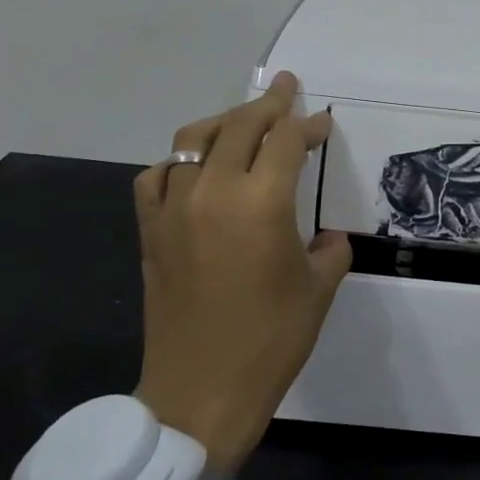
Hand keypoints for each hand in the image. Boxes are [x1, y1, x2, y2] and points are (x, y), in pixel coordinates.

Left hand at [131, 73, 351, 471]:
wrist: (201, 390)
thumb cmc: (272, 339)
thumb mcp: (319, 289)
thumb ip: (329, 249)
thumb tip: (326, 237)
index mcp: (262, 203)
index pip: (286, 141)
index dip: (308, 126)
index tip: (323, 123)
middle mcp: (214, 192)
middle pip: (240, 127)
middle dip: (268, 105)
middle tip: (285, 89)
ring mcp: (174, 209)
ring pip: (194, 140)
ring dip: (224, 122)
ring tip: (244, 120)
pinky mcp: (150, 231)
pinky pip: (159, 176)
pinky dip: (180, 161)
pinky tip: (195, 168)